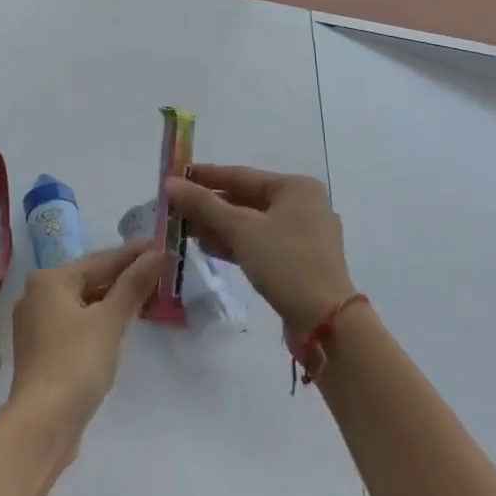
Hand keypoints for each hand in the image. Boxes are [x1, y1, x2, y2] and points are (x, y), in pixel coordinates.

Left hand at [7, 242, 164, 444]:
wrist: (42, 424)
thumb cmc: (76, 363)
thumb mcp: (110, 321)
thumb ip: (133, 285)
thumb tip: (157, 253)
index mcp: (49, 280)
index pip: (100, 260)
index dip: (132, 254)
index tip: (161, 245)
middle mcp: (37, 295)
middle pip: (89, 279)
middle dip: (124, 276)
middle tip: (160, 270)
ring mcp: (36, 324)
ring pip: (83, 302)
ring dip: (113, 299)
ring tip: (147, 294)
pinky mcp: (42, 350)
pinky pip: (77, 322)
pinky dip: (99, 319)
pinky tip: (120, 323)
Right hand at [165, 165, 352, 332]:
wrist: (325, 320)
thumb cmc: (285, 262)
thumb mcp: (240, 229)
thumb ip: (203, 204)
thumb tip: (169, 184)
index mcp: (296, 187)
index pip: (241, 175)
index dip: (205, 176)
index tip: (175, 177)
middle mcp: (303, 205)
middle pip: (246, 199)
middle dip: (209, 205)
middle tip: (175, 208)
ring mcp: (303, 235)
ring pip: (251, 223)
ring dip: (218, 226)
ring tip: (184, 229)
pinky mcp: (299, 261)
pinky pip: (260, 242)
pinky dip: (235, 243)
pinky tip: (208, 247)